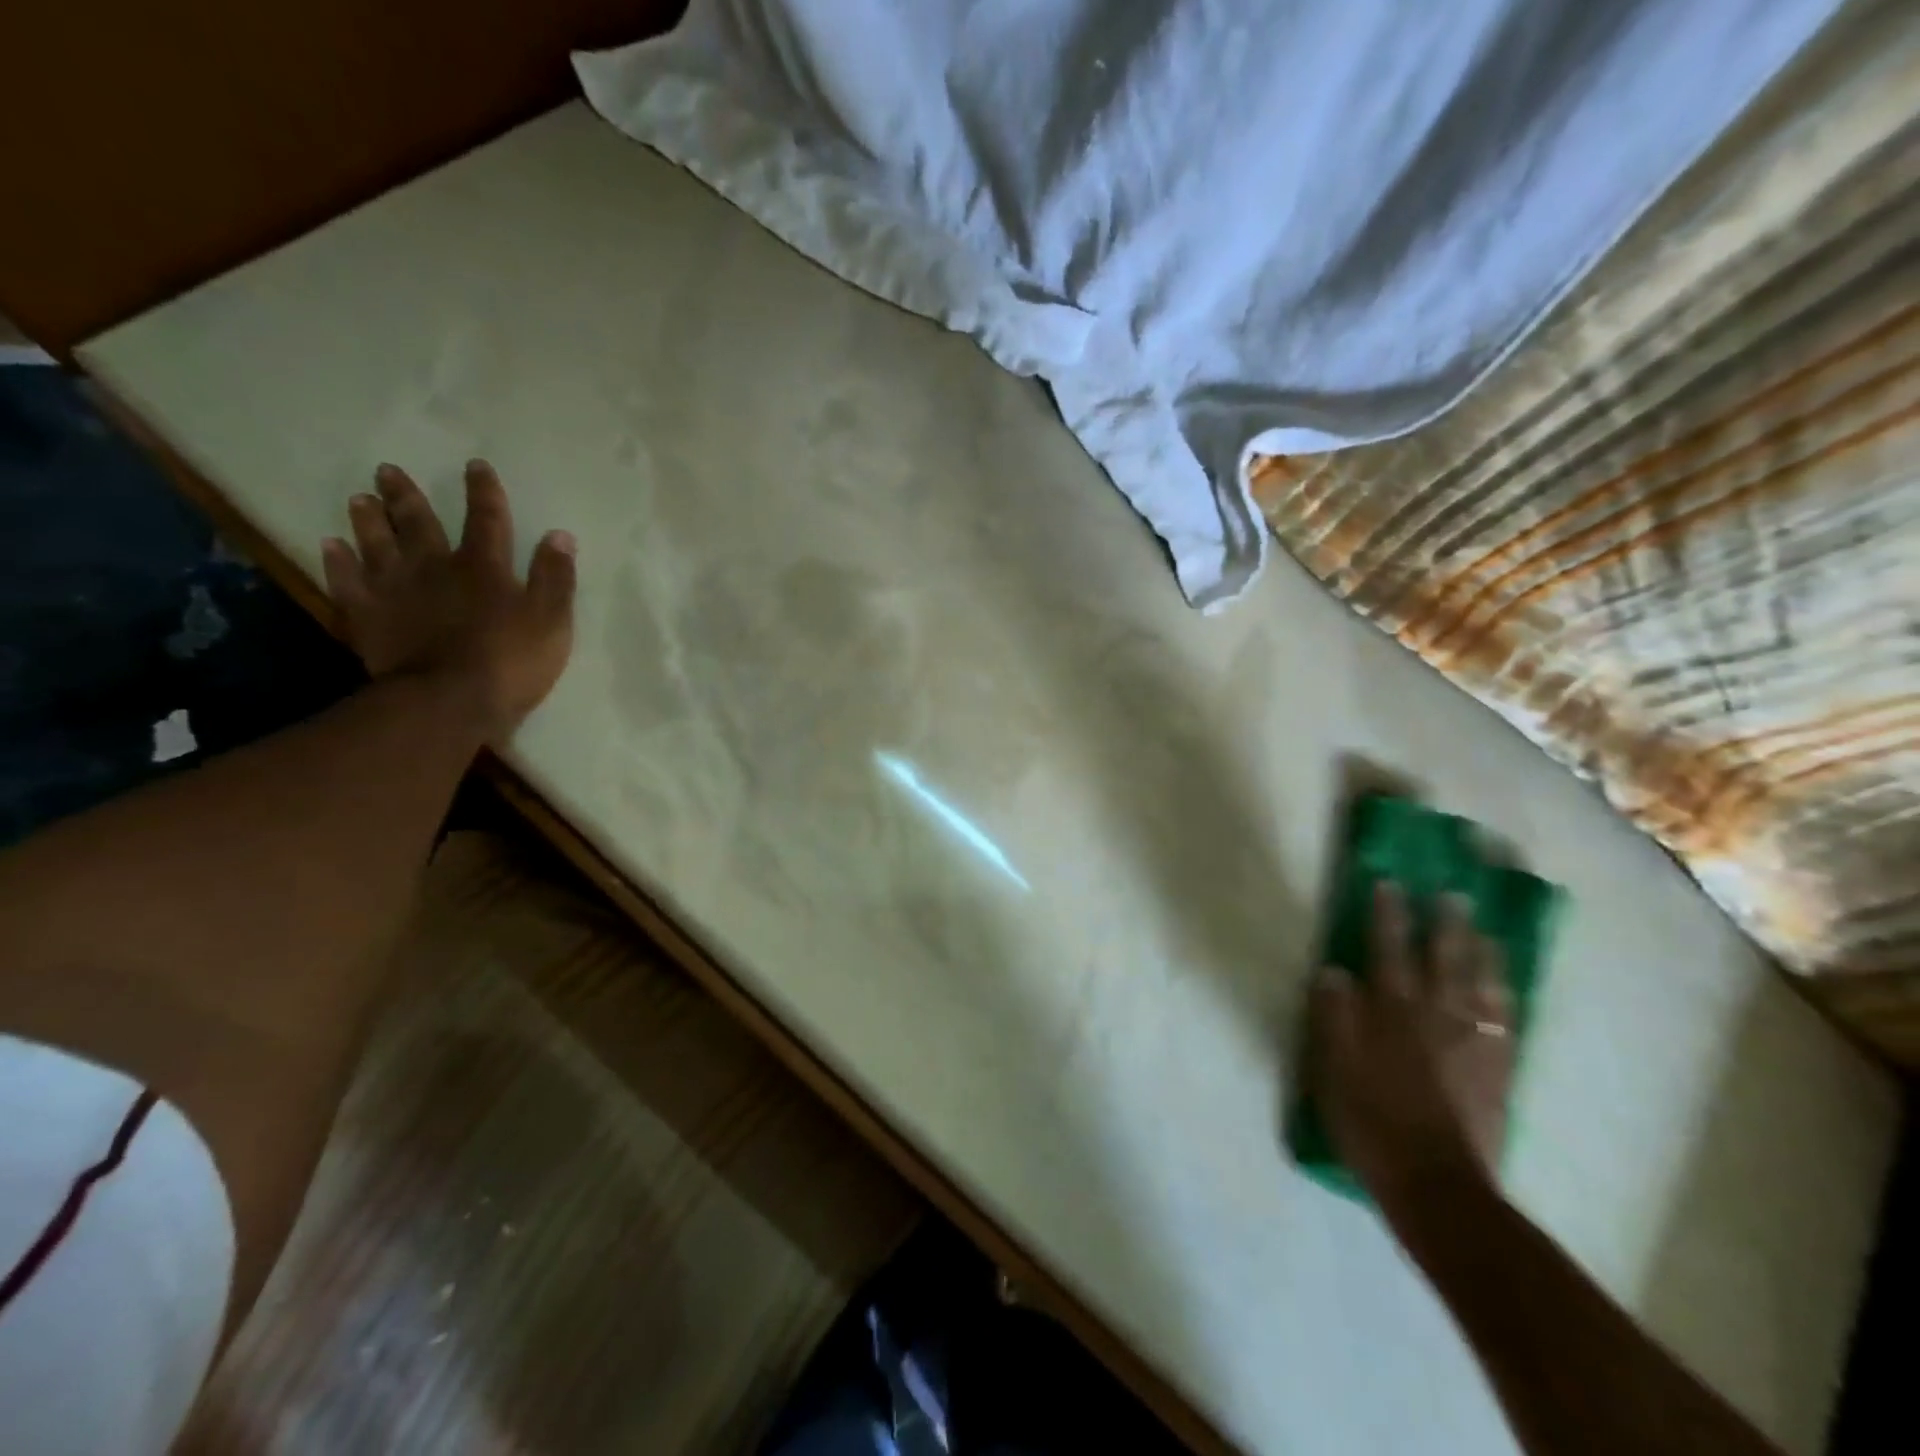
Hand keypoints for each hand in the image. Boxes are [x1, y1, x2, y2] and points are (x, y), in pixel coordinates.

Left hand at [320, 460, 576, 740]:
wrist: (448, 701)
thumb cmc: (510, 661)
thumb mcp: (551, 620)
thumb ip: (555, 577)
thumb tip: (559, 534)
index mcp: (484, 568)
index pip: (487, 519)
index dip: (483, 492)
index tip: (475, 465)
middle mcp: (435, 568)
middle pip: (419, 524)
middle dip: (406, 496)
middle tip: (387, 471)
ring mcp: (396, 591)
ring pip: (377, 545)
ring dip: (368, 521)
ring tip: (359, 499)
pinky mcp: (368, 617)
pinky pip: (348, 582)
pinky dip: (338, 562)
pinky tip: (330, 547)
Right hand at [1311, 882, 1514, 1217]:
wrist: (1435, 1183)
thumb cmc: (1371, 1119)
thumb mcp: (1332, 1066)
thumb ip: (1334, 1015)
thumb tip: (1334, 971)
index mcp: (1393, 1012)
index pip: (1388, 951)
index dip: (1387, 916)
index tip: (1389, 884)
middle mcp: (1437, 1017)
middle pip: (1444, 961)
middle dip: (1445, 925)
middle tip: (1452, 896)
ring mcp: (1473, 1044)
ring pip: (1483, 987)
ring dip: (1483, 955)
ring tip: (1486, 932)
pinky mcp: (1497, 1072)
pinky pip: (1507, 1025)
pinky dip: (1507, 1000)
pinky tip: (1507, 990)